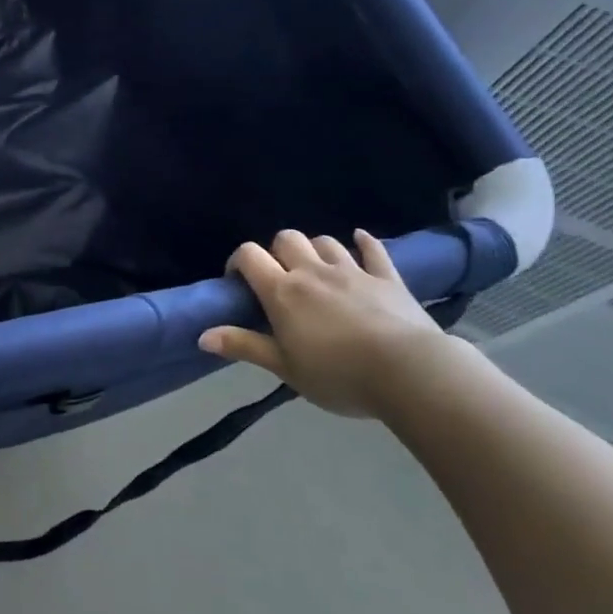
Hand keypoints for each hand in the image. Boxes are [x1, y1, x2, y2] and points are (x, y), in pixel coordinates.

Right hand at [198, 229, 453, 418]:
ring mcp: (352, 272)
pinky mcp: (388, 279)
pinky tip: (359, 240)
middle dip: (278, 251)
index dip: (239, 261)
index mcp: (282, 291)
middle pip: (286, 239)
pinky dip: (364, 243)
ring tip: (316, 268)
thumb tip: (201, 335)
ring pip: (325, 242)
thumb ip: (244, 346)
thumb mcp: (285, 367)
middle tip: (280, 277)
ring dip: (315, 249)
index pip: (249, 255)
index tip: (239, 281)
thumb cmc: (339, 374)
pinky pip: (373, 251)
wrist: (411, 373)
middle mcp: (312, 272)